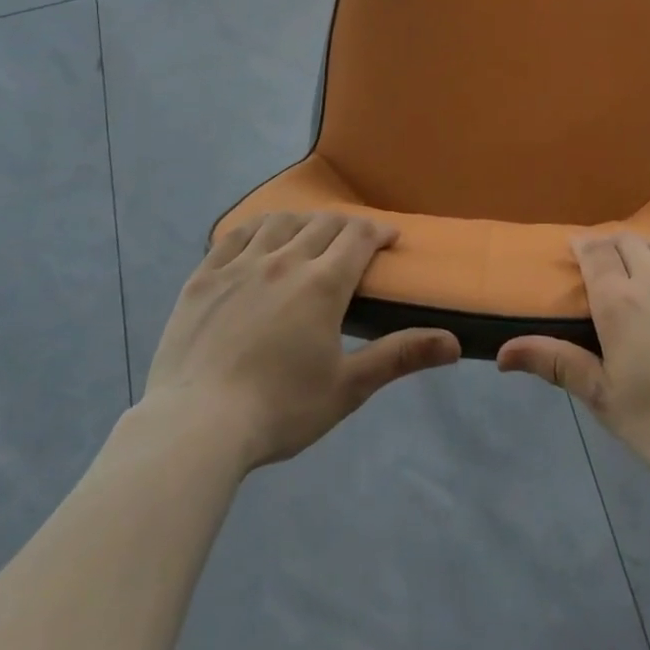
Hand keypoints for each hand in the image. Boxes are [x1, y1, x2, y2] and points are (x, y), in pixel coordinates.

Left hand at [141, 212, 460, 472]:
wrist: (195, 427)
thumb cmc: (280, 410)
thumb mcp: (347, 388)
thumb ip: (399, 356)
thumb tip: (454, 344)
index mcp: (323, 284)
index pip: (359, 237)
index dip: (379, 232)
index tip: (389, 239)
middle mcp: (285, 260)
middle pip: (323, 223)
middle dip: (347, 227)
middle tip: (354, 243)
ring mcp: (240, 265)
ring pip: (280, 222)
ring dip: (304, 222)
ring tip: (309, 236)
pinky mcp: (204, 277)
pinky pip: (235, 235)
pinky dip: (257, 228)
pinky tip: (260, 238)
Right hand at [497, 234, 649, 488]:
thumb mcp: (605, 400)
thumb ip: (556, 365)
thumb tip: (502, 353)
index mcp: (619, 302)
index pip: (594, 253)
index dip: (583, 245)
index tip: (577, 249)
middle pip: (628, 241)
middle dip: (613, 244)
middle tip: (608, 262)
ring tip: (649, 262)